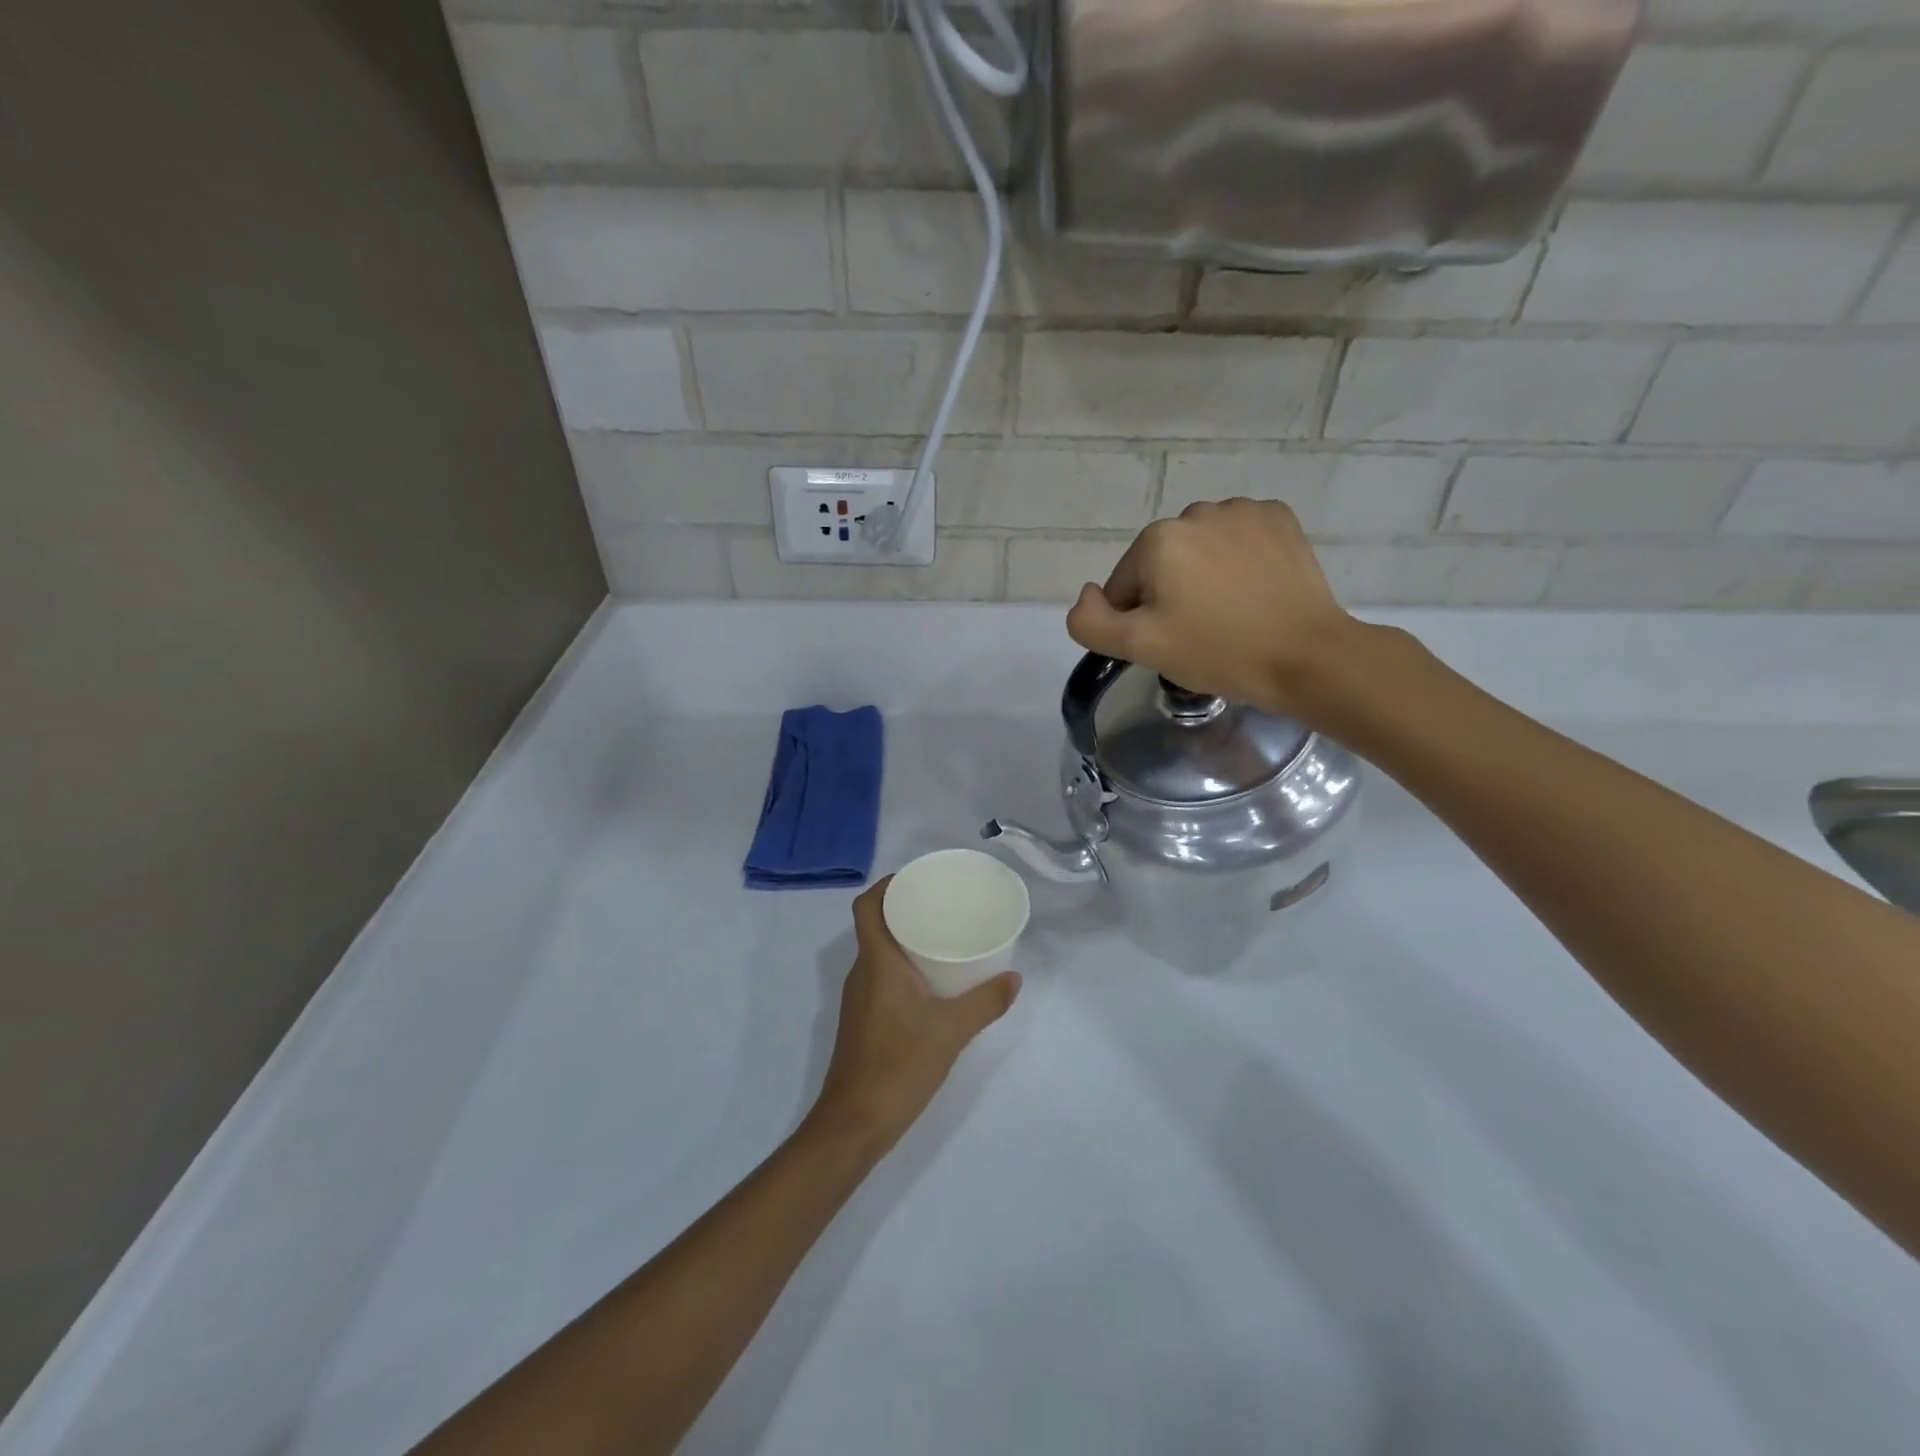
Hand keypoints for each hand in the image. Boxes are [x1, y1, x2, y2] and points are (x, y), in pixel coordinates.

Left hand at [810, 878, 1020, 1148]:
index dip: (886, 885)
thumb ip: (985, 1003)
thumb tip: (1014, 978)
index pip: (867, 906)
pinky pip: (880, 976)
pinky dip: (901, 967)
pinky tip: (931, 982)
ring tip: (941, 937)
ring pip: (878, 953)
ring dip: (903, 939)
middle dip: (903, 909)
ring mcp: (858, 998)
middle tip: (941, 905)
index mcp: (877, 962)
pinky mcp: (862, 1020)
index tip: (917, 879)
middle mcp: (862, 973)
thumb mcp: (951, 1031)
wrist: (855, 1122)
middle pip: (874, 925)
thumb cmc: (899, 1065)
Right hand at [1065, 499, 1363, 718]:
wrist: (1306, 656)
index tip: (1169, 643)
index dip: (1138, 620)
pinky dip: (1238, 561)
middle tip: (1199, 632)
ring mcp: (1243, 511)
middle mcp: (1196, 512)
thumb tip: (1087, 595)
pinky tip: (1254, 591)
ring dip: (1203, 575)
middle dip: (1170, 594)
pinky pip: (1239, 539)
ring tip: (1230, 613)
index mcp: (1157, 539)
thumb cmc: (1217, 651)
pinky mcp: (1279, 519)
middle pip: (1161, 563)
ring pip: (1200, 549)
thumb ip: (1090, 622)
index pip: (1124, 585)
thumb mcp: (1139, 647)